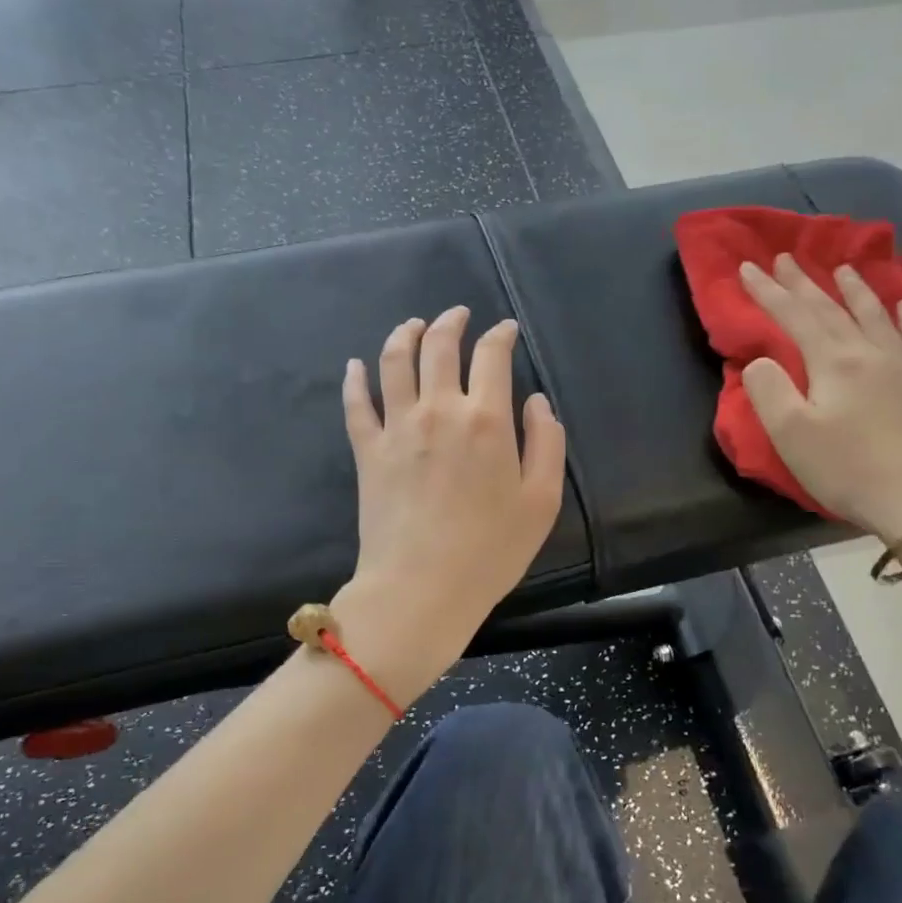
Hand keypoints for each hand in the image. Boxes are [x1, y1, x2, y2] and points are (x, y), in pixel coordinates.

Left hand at [333, 308, 565, 700]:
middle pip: (439, 346)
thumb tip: (536, 401)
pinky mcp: (367, 450)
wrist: (422, 588)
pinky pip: (356, 403)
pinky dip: (355, 378)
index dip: (500, 335)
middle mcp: (439, 409)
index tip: (505, 330)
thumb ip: (547, 443)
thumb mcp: (542, 501)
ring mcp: (397, 427)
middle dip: (451, 322)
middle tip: (457, 314)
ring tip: (413, 325)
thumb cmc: (490, 551)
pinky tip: (356, 365)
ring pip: (394, 362)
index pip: (492, 356)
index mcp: (486, 419)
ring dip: (404, 335)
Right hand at [740, 256, 901, 542]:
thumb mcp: (791, 435)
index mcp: (834, 361)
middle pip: (832, 308)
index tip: (749, 267)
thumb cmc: (849, 469)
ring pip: (876, 314)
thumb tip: (761, 360)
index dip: (768, 292)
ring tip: (842, 270)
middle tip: (786, 258)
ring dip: (855, 290)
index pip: (794, 316)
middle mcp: (872, 350)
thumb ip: (768, 390)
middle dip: (804, 283)